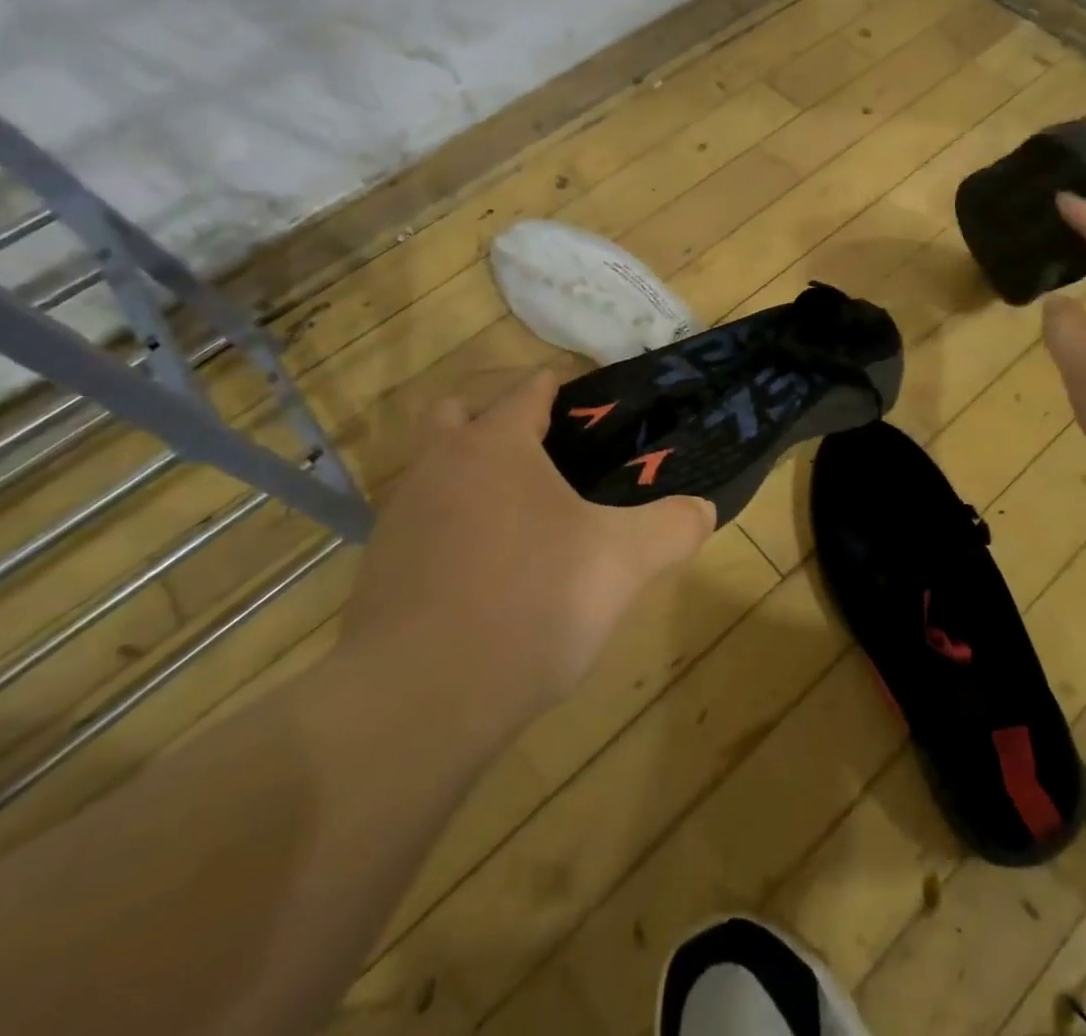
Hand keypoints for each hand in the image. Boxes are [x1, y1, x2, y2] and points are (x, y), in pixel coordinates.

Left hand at [335, 372, 715, 739]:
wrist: (420, 699)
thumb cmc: (532, 602)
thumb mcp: (624, 562)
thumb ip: (672, 527)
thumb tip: (704, 509)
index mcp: (496, 444)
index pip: (529, 388)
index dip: (562, 386)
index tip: (593, 404)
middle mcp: (440, 465)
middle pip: (459, 409)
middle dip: (497, 411)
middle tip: (544, 443)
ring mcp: (402, 516)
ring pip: (434, 466)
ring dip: (470, 468)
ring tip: (521, 508)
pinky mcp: (381, 567)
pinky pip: (421, 522)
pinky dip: (452, 523)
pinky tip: (486, 564)